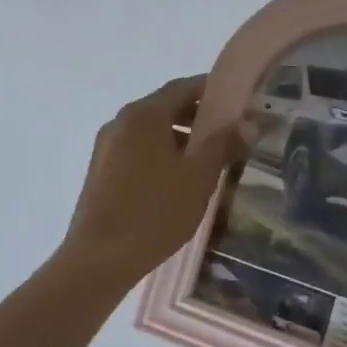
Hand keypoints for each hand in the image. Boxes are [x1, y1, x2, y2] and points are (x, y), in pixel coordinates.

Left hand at [58, 75, 246, 284]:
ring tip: (207, 160)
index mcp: (144, 114)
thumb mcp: (199, 177)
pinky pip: (137, 150)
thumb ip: (224, 144)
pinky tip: (177, 181)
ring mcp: (106, 147)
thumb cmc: (155, 212)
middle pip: (165, 107)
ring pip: (151, 131)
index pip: (183, 87)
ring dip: (179, 138)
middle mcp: (121, 122)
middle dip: (197, 116)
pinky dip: (160, 154)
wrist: (99, 259)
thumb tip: (248, 123)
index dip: (211, 90)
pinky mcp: (100, 171)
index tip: (237, 101)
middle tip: (228, 132)